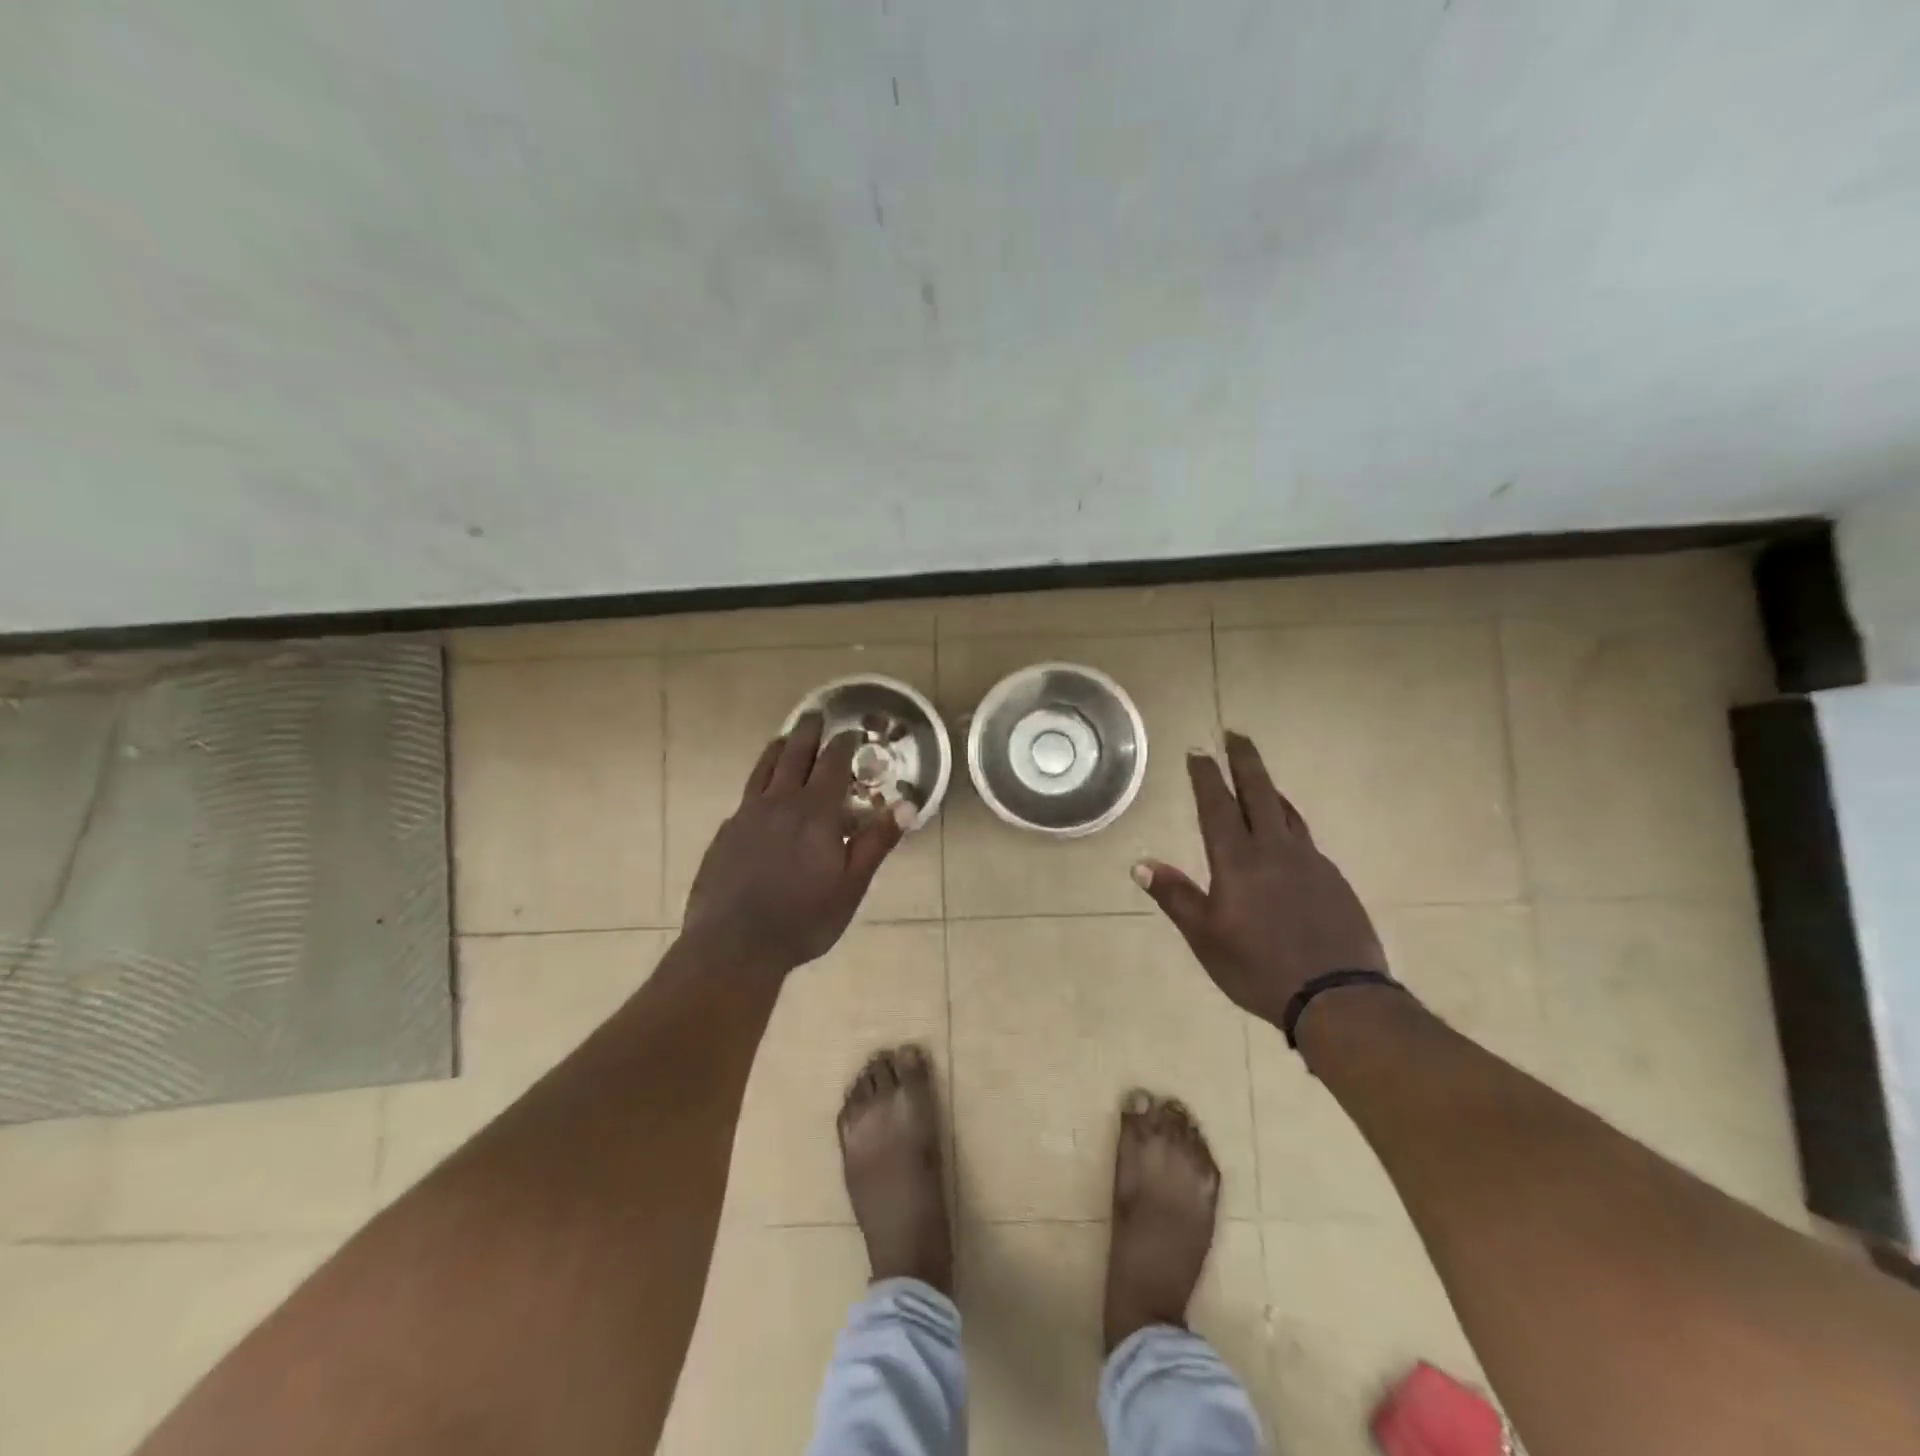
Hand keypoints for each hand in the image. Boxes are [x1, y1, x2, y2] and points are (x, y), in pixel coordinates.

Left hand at [683, 713, 909, 974]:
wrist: (734, 946)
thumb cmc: (803, 919)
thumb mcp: (851, 885)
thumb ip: (876, 842)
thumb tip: (906, 804)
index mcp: (815, 812)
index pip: (832, 764)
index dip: (844, 744)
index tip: (851, 732)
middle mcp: (779, 803)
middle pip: (794, 755)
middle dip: (807, 733)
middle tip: (815, 715)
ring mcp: (747, 816)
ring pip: (764, 769)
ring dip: (778, 749)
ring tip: (785, 737)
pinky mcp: (726, 833)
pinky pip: (746, 796)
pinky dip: (759, 783)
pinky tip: (761, 794)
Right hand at [1132, 731, 1386, 1026]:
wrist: (1338, 997)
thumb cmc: (1258, 968)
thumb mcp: (1205, 937)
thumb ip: (1175, 896)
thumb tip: (1140, 864)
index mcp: (1238, 861)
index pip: (1217, 806)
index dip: (1205, 776)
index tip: (1198, 750)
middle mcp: (1275, 850)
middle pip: (1259, 793)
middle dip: (1245, 760)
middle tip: (1235, 734)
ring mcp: (1310, 862)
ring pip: (1287, 812)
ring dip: (1270, 789)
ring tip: (1259, 779)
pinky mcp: (1334, 880)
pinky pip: (1305, 839)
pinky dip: (1289, 824)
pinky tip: (1286, 839)